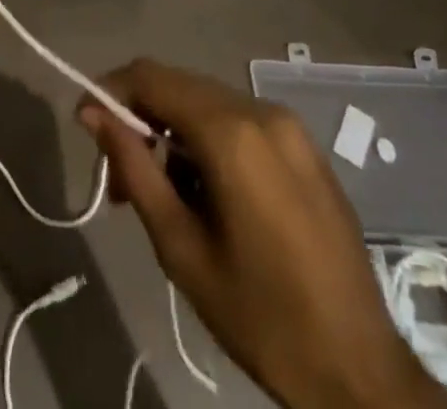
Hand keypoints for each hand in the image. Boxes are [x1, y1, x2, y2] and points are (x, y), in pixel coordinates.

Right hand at [79, 61, 446, 408]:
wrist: (361, 370)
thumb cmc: (261, 317)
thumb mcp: (181, 249)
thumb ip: (134, 169)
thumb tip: (93, 113)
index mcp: (232, 132)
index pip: (152, 77)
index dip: (111, 91)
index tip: (85, 125)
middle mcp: (261, 110)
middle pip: (180, 87)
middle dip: (141, 120)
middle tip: (120, 180)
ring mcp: (289, 125)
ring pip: (209, 103)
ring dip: (174, 133)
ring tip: (161, 195)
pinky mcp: (305, 146)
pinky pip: (240, 122)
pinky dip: (209, 141)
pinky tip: (206, 192)